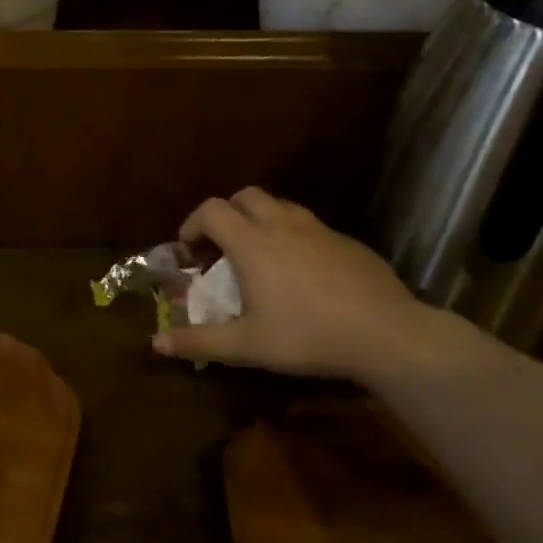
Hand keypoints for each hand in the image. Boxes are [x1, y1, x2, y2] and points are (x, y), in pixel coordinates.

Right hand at [153, 187, 438, 385]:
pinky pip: (309, 226)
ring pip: (280, 206)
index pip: (212, 211)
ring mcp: (319, 229)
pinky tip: (302, 272)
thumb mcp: (247, 346)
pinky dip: (293, 236)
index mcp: (252, 243)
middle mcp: (282, 225)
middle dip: (226, 213)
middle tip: (222, 246)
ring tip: (259, 255)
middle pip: (245, 196)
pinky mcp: (347, 241)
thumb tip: (156, 343)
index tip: (188, 250)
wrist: (387, 333)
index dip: (192, 224)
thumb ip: (200, 341)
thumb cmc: (308, 336)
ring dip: (260, 220)